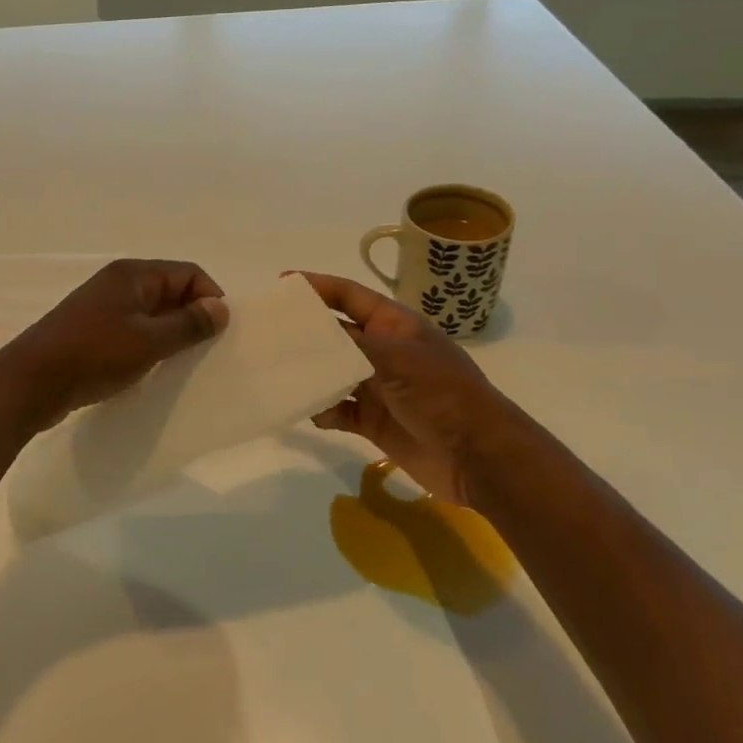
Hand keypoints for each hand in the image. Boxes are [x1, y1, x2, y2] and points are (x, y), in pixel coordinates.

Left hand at [0, 259, 229, 431]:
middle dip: (191, 317)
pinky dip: (147, 345)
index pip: (188, 273)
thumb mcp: (149, 341)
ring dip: (168, 334)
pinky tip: (151, 370)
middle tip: (204, 351)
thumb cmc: (94, 355)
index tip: (218, 333)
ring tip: (180, 363)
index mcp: (133, 275)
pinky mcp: (91, 332)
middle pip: (169, 290)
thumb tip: (221, 307)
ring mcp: (101, 308)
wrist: (31, 382)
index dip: (209, 298)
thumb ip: (189, 324)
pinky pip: (131, 331)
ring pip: (150, 314)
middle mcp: (117, 283)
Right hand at [298, 271, 522, 508]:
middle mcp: (382, 351)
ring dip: (309, 375)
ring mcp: (377, 387)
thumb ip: (349, 344)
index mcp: (394, 325)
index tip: (281, 285)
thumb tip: (307, 335)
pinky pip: (337, 409)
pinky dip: (322, 410)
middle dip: (304, 334)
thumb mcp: (396, 358)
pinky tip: (310, 413)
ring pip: (331, 373)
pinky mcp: (373, 421)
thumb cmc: (442, 395)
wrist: (478, 457)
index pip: (349, 296)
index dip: (317, 287)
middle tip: (264, 333)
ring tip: (276, 374)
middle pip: (335, 334)